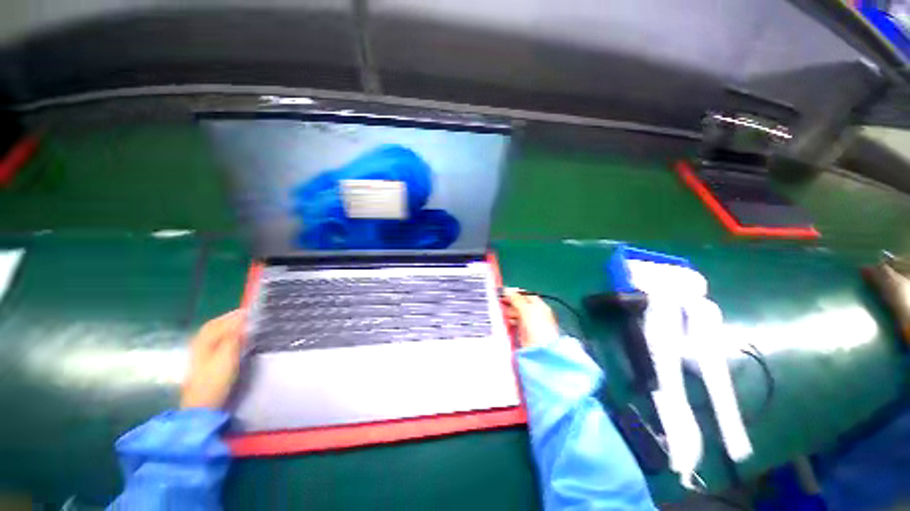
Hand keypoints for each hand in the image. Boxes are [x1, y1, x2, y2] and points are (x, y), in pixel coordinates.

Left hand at [181, 309, 244, 408]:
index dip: (236, 315)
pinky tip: (235, 339)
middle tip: (251, 315)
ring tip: (246, 324)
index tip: (253, 311)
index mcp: (204, 340)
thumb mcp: (227, 357)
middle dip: (232, 318)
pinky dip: (226, 336)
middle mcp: (200, 343)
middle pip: (216, 325)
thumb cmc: (214, 380)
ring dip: (229, 326)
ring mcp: (201, 353)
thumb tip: (244, 320)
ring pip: (215, 333)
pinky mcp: (205, 362)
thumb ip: (234, 337)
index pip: (221, 322)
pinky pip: (216, 341)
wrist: (202, 405)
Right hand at [503, 288, 559, 347]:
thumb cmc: (537, 327)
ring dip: (508, 312)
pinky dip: (508, 322)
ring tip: (500, 312)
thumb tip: (507, 290)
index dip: (515, 293)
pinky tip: (503, 321)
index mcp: (539, 306)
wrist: (540, 351)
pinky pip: (513, 324)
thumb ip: (517, 299)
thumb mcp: (527, 309)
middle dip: (509, 303)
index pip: (526, 295)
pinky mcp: (523, 334)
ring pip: (516, 314)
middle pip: (520, 305)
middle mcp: (535, 314)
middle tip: (498, 302)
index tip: (503, 292)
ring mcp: (529, 325)